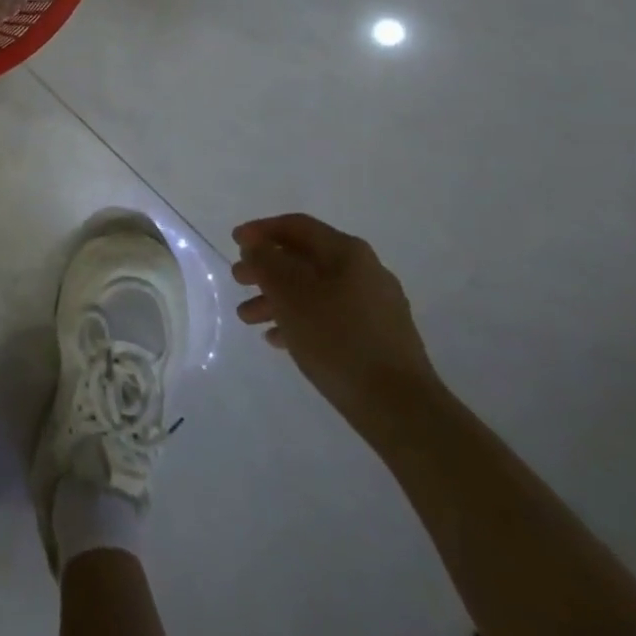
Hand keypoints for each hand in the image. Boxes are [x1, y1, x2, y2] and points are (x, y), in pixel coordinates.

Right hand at [232, 214, 441, 435]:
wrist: (401, 409)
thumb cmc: (338, 339)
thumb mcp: (290, 294)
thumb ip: (266, 262)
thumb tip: (256, 245)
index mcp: (347, 252)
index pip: (296, 226)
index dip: (261, 230)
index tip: (234, 242)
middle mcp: (365, 271)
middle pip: (304, 259)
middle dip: (267, 269)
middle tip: (238, 280)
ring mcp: (376, 306)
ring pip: (315, 291)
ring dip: (279, 299)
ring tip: (248, 319)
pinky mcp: (380, 339)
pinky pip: (331, 317)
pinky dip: (301, 321)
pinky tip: (278, 340)